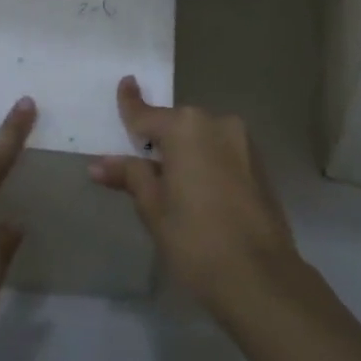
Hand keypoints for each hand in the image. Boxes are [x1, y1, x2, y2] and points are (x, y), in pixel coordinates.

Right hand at [90, 76, 300, 315]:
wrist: (261, 278)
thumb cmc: (196, 239)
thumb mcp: (153, 207)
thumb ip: (130, 176)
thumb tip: (98, 164)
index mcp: (186, 127)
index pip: (147, 114)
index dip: (131, 102)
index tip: (126, 82)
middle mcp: (217, 123)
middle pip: (177, 125)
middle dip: (159, 138)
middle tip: (140, 162)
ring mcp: (243, 142)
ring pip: (202, 139)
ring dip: (185, 152)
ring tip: (171, 185)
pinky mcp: (259, 164)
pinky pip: (221, 153)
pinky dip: (206, 163)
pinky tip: (198, 192)